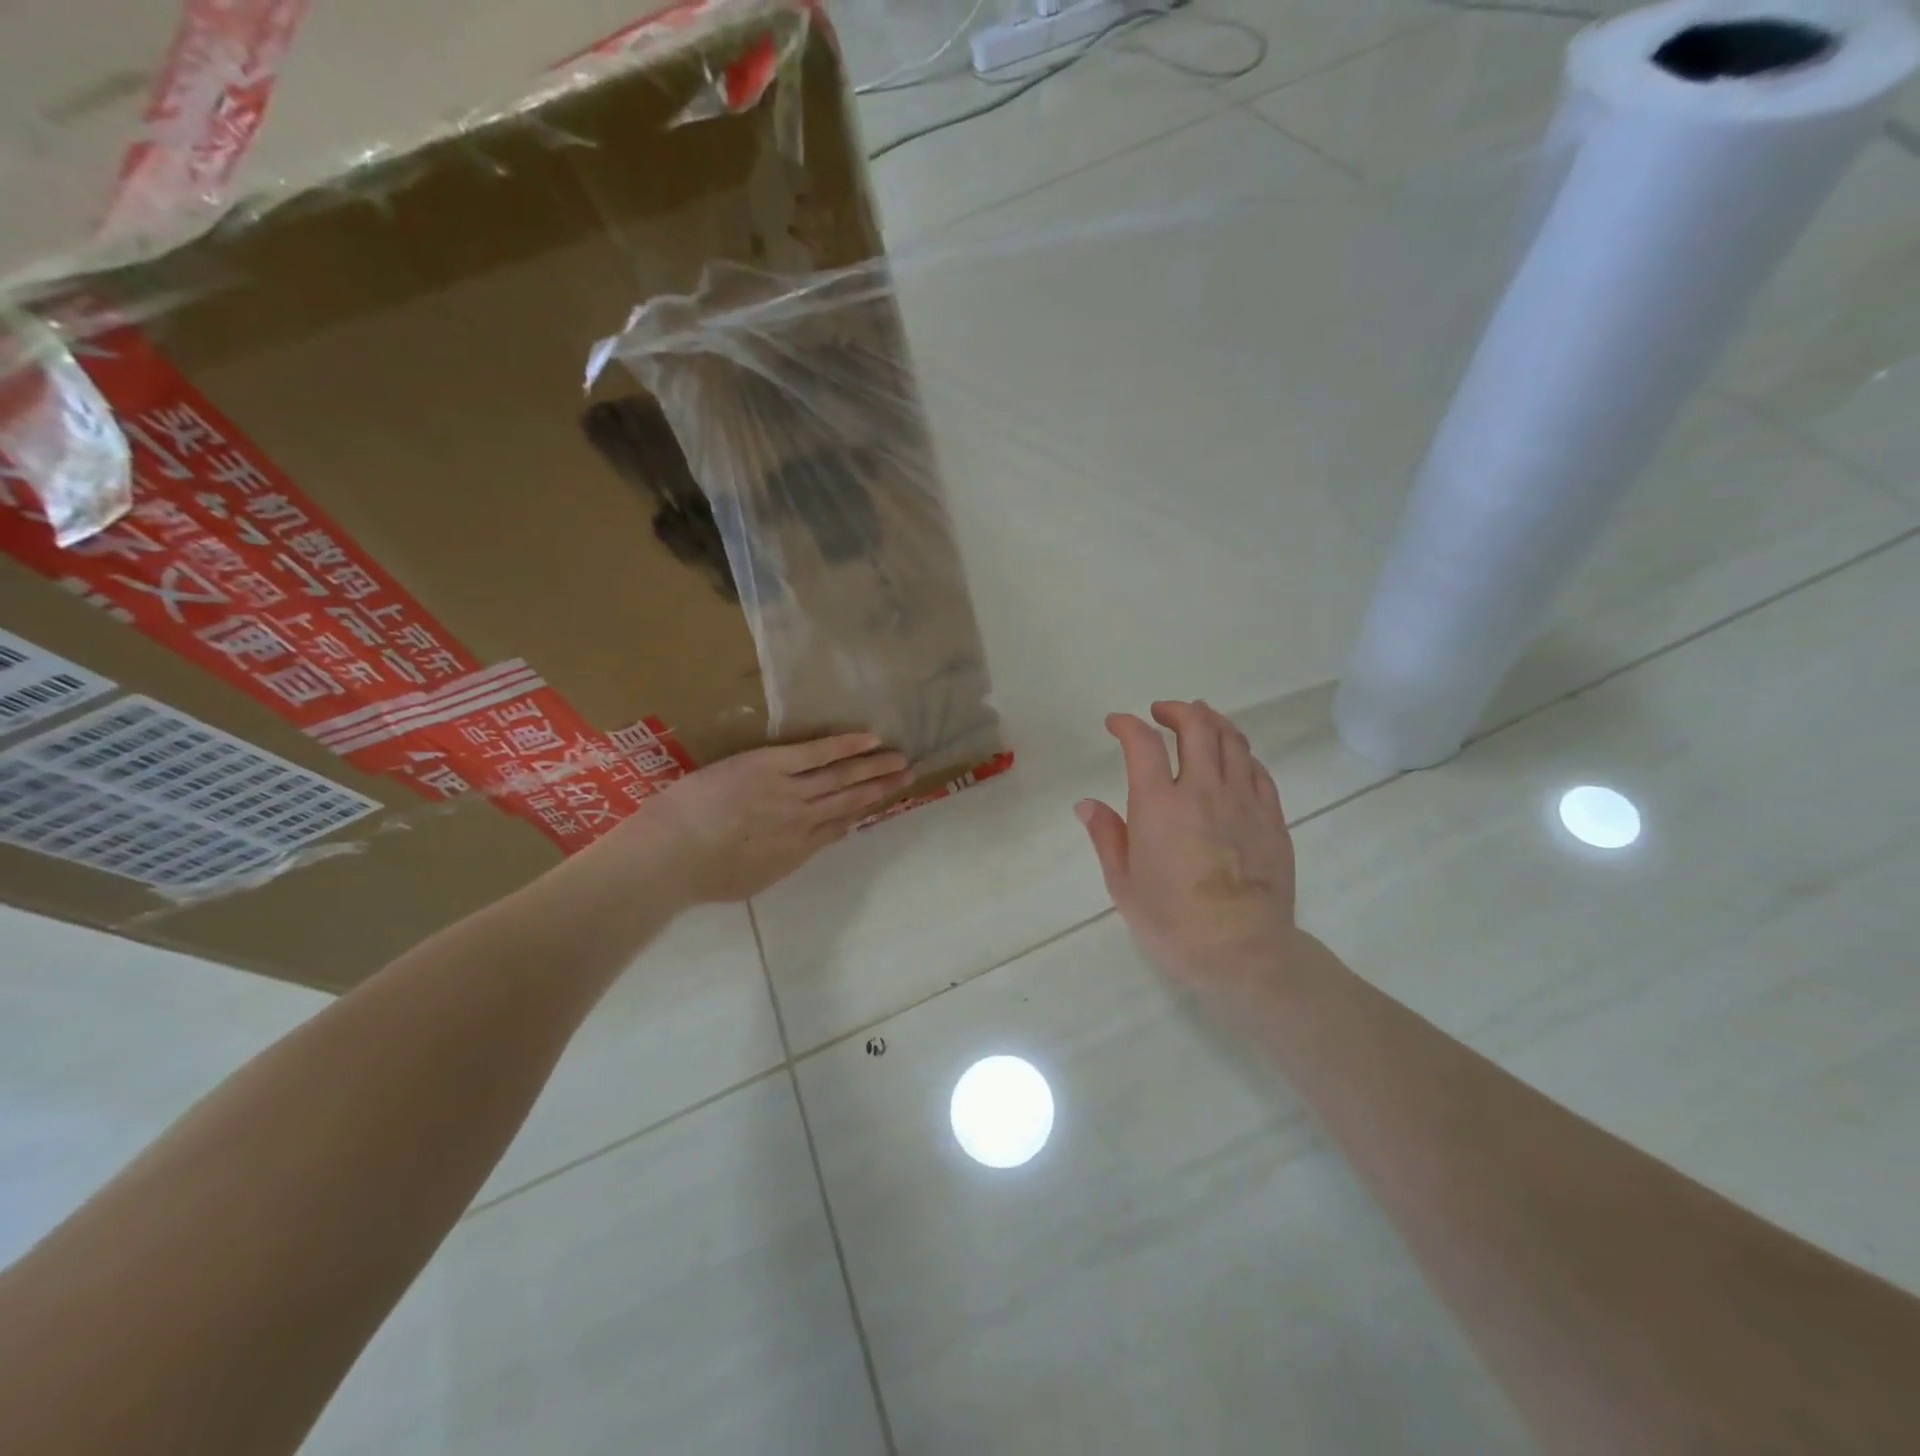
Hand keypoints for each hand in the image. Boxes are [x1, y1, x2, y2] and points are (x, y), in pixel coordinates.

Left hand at [595, 734, 912, 903]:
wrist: (674, 854)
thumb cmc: (701, 875)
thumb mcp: (753, 881)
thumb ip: (782, 862)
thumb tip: (805, 847)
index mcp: (796, 850)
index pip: (838, 826)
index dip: (862, 812)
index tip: (881, 802)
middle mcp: (804, 820)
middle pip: (850, 800)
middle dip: (881, 789)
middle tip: (908, 776)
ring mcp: (791, 791)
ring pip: (842, 777)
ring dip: (874, 767)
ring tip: (899, 759)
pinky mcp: (773, 765)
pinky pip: (818, 753)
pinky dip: (846, 746)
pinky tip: (870, 738)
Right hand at [1077, 701, 1299, 990]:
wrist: (1244, 952)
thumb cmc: (1173, 923)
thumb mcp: (1123, 884)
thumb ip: (1106, 836)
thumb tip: (1087, 803)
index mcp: (1159, 805)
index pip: (1143, 744)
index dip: (1127, 725)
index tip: (1116, 723)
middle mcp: (1203, 790)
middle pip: (1196, 726)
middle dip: (1175, 710)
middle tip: (1160, 713)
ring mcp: (1243, 801)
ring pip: (1232, 740)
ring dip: (1212, 721)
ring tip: (1198, 721)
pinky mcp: (1272, 817)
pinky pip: (1258, 769)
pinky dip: (1240, 753)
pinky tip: (1232, 759)